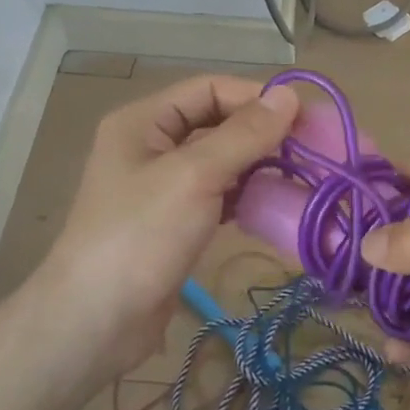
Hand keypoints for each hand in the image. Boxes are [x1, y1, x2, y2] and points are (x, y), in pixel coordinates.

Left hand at [32, 75, 300, 382]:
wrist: (95, 321)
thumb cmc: (140, 235)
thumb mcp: (194, 176)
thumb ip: (243, 135)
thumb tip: (289, 96)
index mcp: (144, 121)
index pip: (209, 89)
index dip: (256, 97)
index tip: (305, 118)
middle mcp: (150, 146)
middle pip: (217, 124)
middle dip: (263, 134)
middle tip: (314, 150)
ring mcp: (161, 187)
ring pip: (221, 163)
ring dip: (259, 167)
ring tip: (304, 178)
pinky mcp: (173, 223)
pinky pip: (217, 197)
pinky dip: (246, 197)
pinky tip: (275, 206)